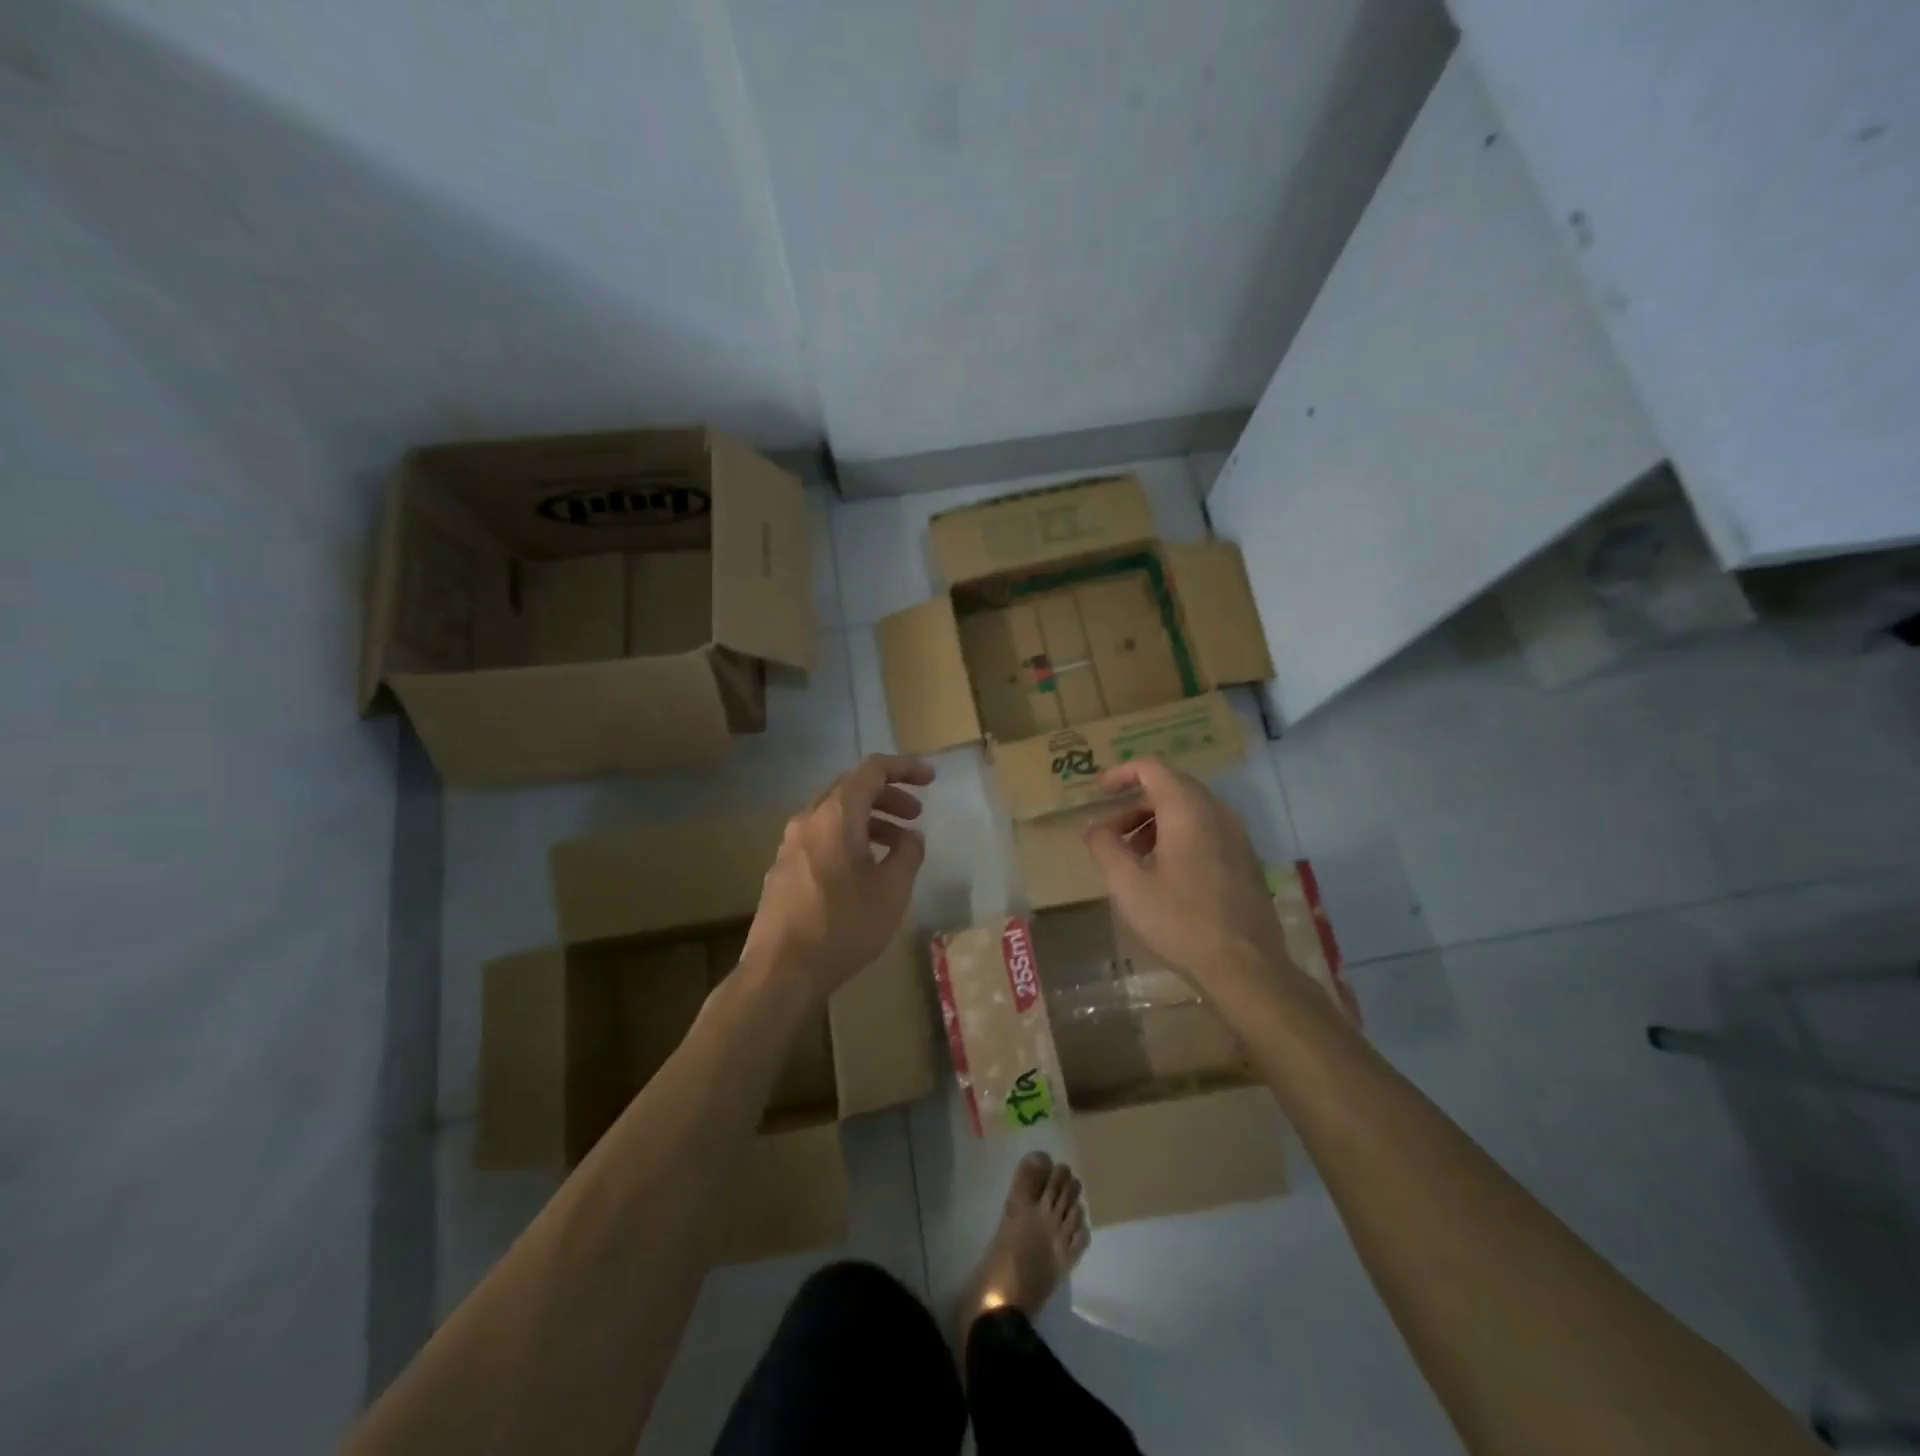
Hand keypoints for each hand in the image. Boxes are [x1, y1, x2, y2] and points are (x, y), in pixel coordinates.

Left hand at [741, 754, 934, 1002]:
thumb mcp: (891, 891)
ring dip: (869, 820)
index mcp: (836, 815)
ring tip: (897, 847)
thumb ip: (908, 855)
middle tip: (916, 814)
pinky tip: (864, 869)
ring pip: (835, 814)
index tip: (930, 779)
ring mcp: (790, 844)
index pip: (872, 770)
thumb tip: (911, 837)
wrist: (780, 972)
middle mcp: (808, 820)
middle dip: (887, 795)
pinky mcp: (783, 868)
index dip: (904, 768)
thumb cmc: (843, 926)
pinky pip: (821, 836)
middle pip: (851, 789)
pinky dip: (849, 838)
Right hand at [1083, 757, 1298, 995]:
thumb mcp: (1127, 885)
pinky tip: (1164, 873)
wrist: (1245, 966)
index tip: (1099, 791)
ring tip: (1132, 856)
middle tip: (1110, 832)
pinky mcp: (1245, 859)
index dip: (1121, 773)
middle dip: (1135, 803)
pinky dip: (1178, 836)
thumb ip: (1105, 847)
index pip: (1152, 768)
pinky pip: (1206, 830)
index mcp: (1187, 810)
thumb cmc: (1179, 921)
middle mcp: (1216, 812)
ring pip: (1190, 810)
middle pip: (1171, 787)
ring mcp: (1236, 835)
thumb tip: (1094, 827)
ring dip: (1155, 822)